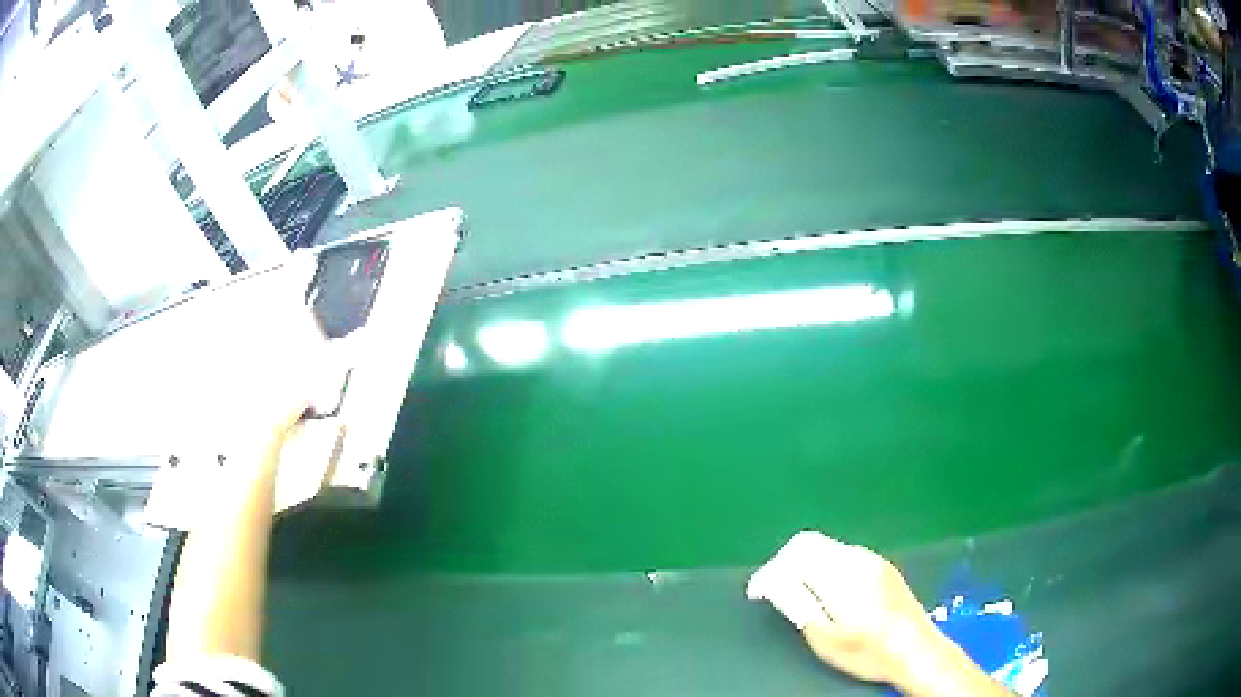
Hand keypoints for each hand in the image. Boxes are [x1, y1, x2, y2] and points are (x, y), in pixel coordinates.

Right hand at [747, 532, 1005, 695]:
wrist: (917, 650)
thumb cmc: (868, 651)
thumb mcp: (825, 637)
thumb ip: (798, 604)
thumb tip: (774, 583)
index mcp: (841, 574)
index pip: (796, 553)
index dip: (771, 570)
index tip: (758, 592)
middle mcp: (858, 558)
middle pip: (811, 543)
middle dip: (785, 563)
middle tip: (773, 591)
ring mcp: (873, 560)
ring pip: (828, 548)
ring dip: (805, 564)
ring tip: (796, 593)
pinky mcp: (883, 567)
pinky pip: (844, 555)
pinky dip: (824, 567)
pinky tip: (825, 592)